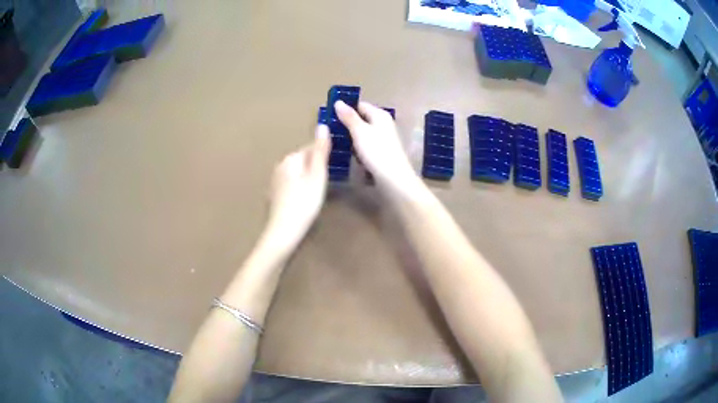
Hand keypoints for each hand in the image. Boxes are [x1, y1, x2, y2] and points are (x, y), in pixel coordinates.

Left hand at [264, 125, 330, 250]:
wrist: (284, 231)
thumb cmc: (304, 203)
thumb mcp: (317, 175)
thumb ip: (320, 151)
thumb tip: (322, 125)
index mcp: (291, 158)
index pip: (311, 147)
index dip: (325, 155)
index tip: (336, 165)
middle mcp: (280, 165)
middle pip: (304, 159)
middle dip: (316, 165)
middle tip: (329, 180)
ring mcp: (275, 180)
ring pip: (297, 171)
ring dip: (308, 176)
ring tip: (319, 190)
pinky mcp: (275, 194)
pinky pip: (291, 183)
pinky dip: (300, 186)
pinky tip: (305, 198)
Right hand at [335, 101, 416, 189]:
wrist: (393, 178)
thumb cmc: (376, 151)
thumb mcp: (359, 131)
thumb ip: (348, 117)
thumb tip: (338, 102)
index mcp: (380, 115)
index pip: (360, 105)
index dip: (345, 109)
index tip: (329, 116)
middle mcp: (383, 124)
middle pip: (361, 120)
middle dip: (347, 125)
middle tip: (330, 131)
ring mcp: (383, 139)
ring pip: (362, 134)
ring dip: (351, 139)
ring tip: (336, 144)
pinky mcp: (382, 152)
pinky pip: (366, 146)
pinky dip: (358, 149)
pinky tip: (351, 156)